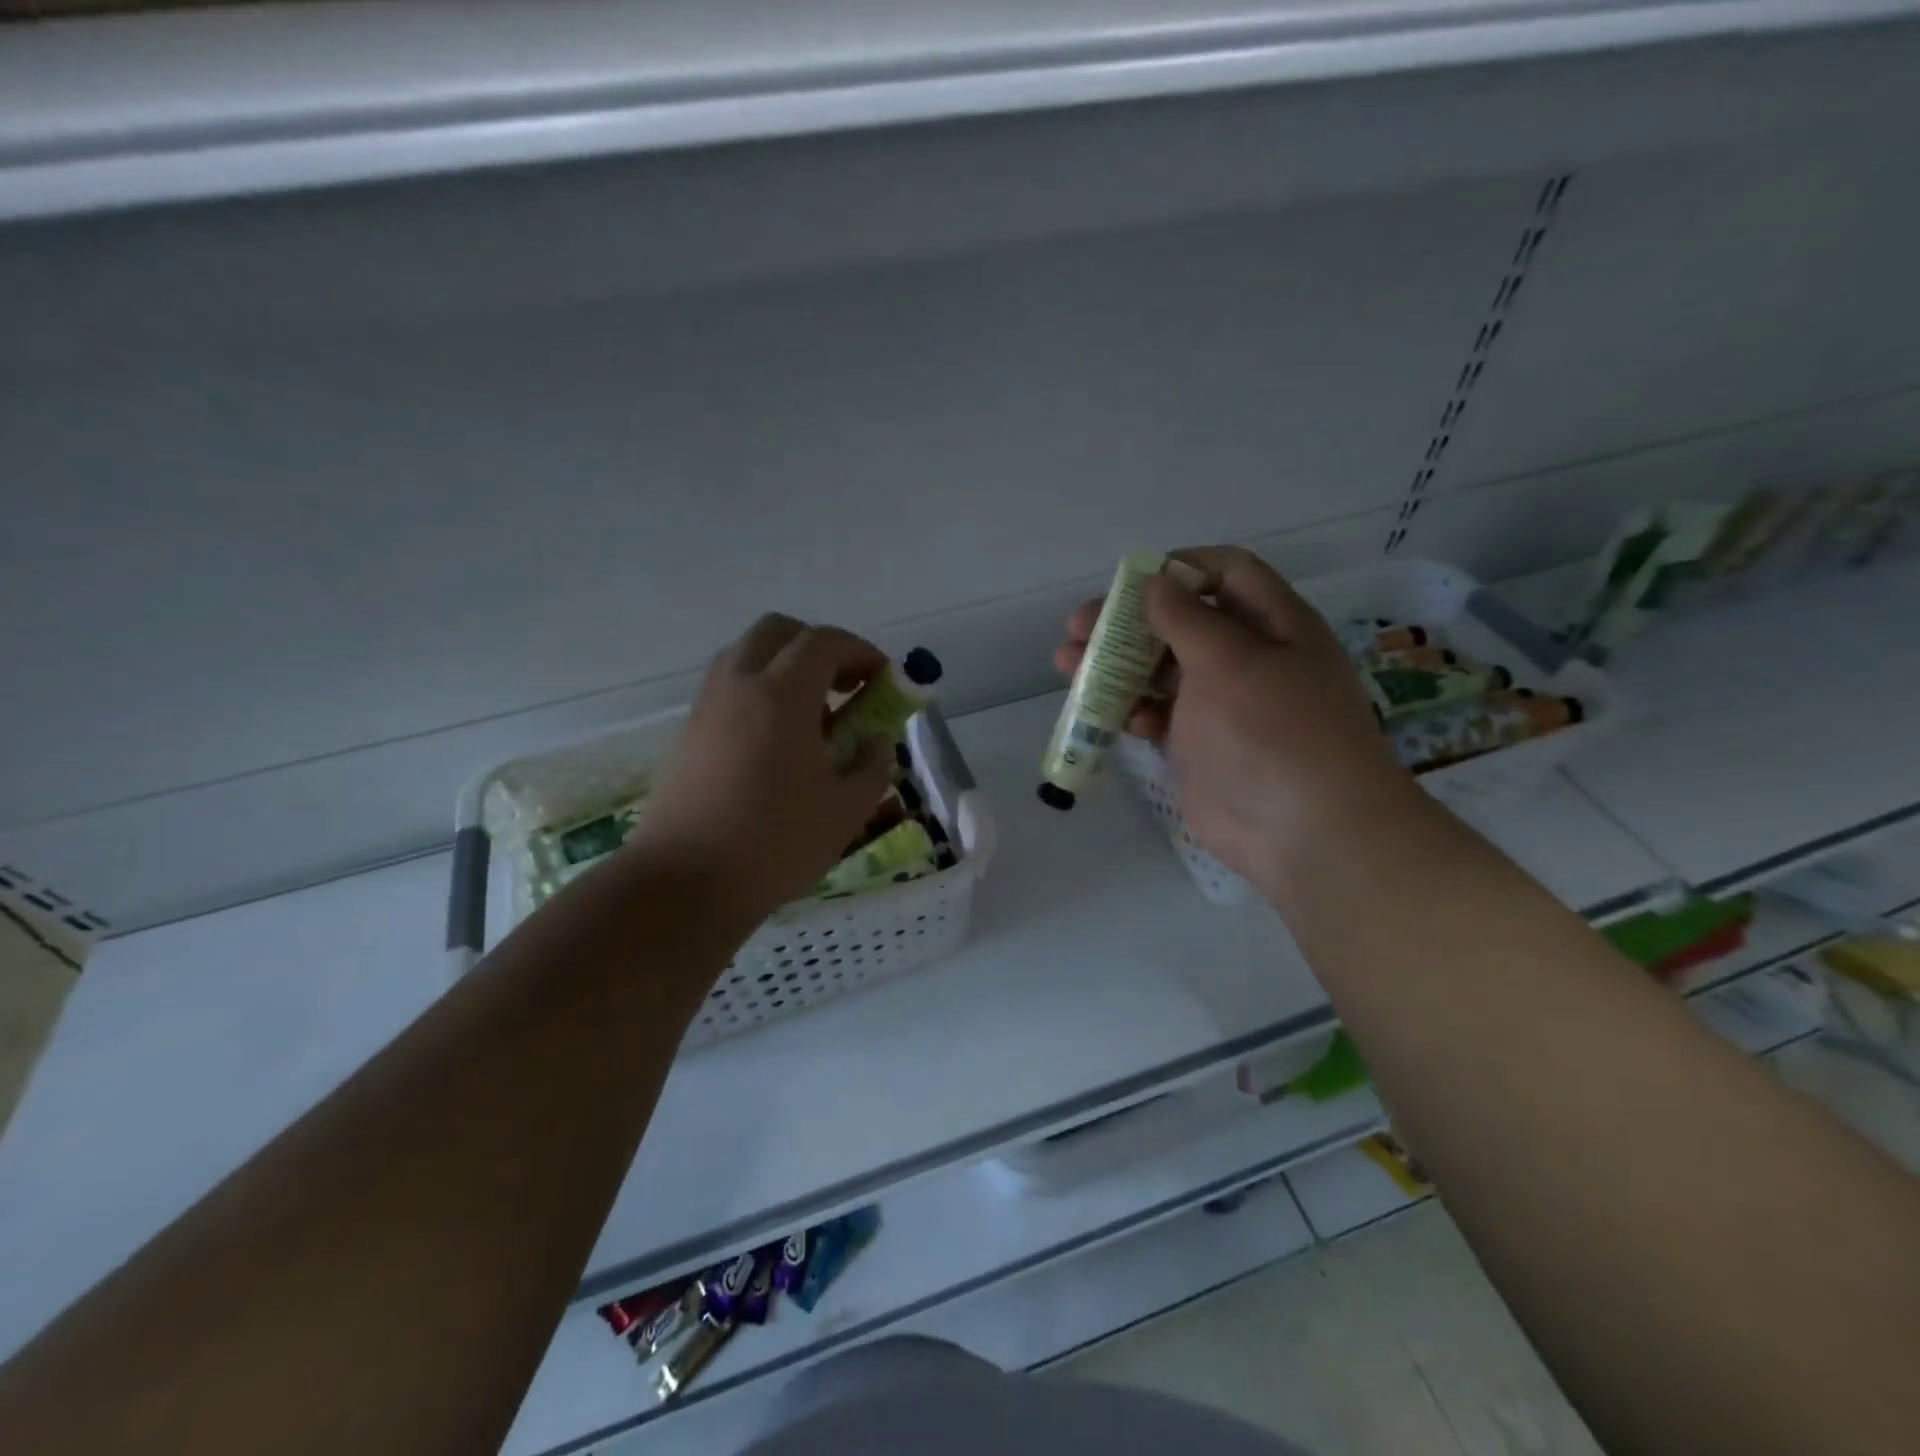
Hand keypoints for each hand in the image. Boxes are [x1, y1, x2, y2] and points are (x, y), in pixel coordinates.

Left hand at [630, 614, 895, 923]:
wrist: (684, 883)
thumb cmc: (775, 843)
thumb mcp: (846, 809)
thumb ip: (872, 765)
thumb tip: (875, 742)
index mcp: (781, 695)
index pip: (825, 642)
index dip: (861, 651)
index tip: (883, 679)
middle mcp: (738, 685)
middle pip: (778, 632)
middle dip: (818, 646)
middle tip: (844, 684)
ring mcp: (707, 707)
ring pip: (746, 655)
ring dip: (785, 667)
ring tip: (813, 714)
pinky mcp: (688, 734)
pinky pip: (728, 688)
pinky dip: (759, 692)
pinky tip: (777, 742)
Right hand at [1054, 546, 1420, 893]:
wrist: (1305, 832)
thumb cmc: (1274, 731)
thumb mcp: (1231, 661)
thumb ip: (1187, 618)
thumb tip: (1154, 582)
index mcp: (1273, 625)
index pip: (1228, 573)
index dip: (1181, 568)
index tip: (1131, 580)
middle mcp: (1248, 658)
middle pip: (1181, 622)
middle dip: (1129, 621)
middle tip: (1079, 626)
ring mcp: (1221, 704)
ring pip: (1161, 670)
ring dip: (1116, 665)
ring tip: (1067, 663)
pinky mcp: (1198, 745)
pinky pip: (1158, 715)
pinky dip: (1133, 710)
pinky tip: (1111, 717)